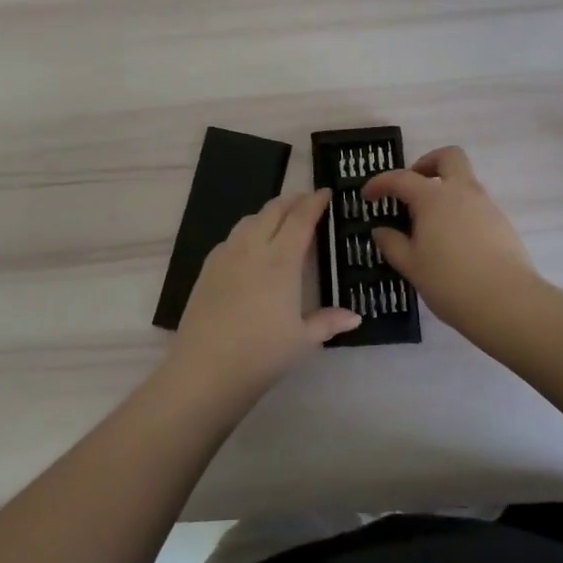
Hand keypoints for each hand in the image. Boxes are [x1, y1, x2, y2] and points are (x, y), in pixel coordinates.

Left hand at [169, 189, 358, 403]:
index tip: (325, 192)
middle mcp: (253, 248)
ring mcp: (226, 256)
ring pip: (249, 220)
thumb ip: (328, 322)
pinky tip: (250, 246)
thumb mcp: (303, 340)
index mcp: (281, 260)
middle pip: (273, 211)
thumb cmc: (262, 354)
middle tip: (306, 201)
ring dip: (268, 213)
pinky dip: (247, 231)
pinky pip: (231, 237)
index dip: (314, 202)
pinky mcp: (207, 268)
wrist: (206, 369)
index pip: (300, 219)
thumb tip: (355, 316)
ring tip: (280, 220)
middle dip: (292, 201)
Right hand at [363, 147, 536, 326]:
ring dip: (445, 190)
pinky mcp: (502, 223)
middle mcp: (462, 192)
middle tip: (412, 188)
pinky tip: (453, 241)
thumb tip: (381, 231)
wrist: (508, 303)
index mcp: (434, 197)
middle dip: (427, 163)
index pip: (401, 178)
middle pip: (448, 157)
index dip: (380, 183)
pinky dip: (460, 211)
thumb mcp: (412, 266)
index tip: (367, 196)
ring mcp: (486, 205)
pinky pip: (477, 205)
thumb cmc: (450, 282)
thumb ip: (393, 244)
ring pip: (465, 181)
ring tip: (429, 224)